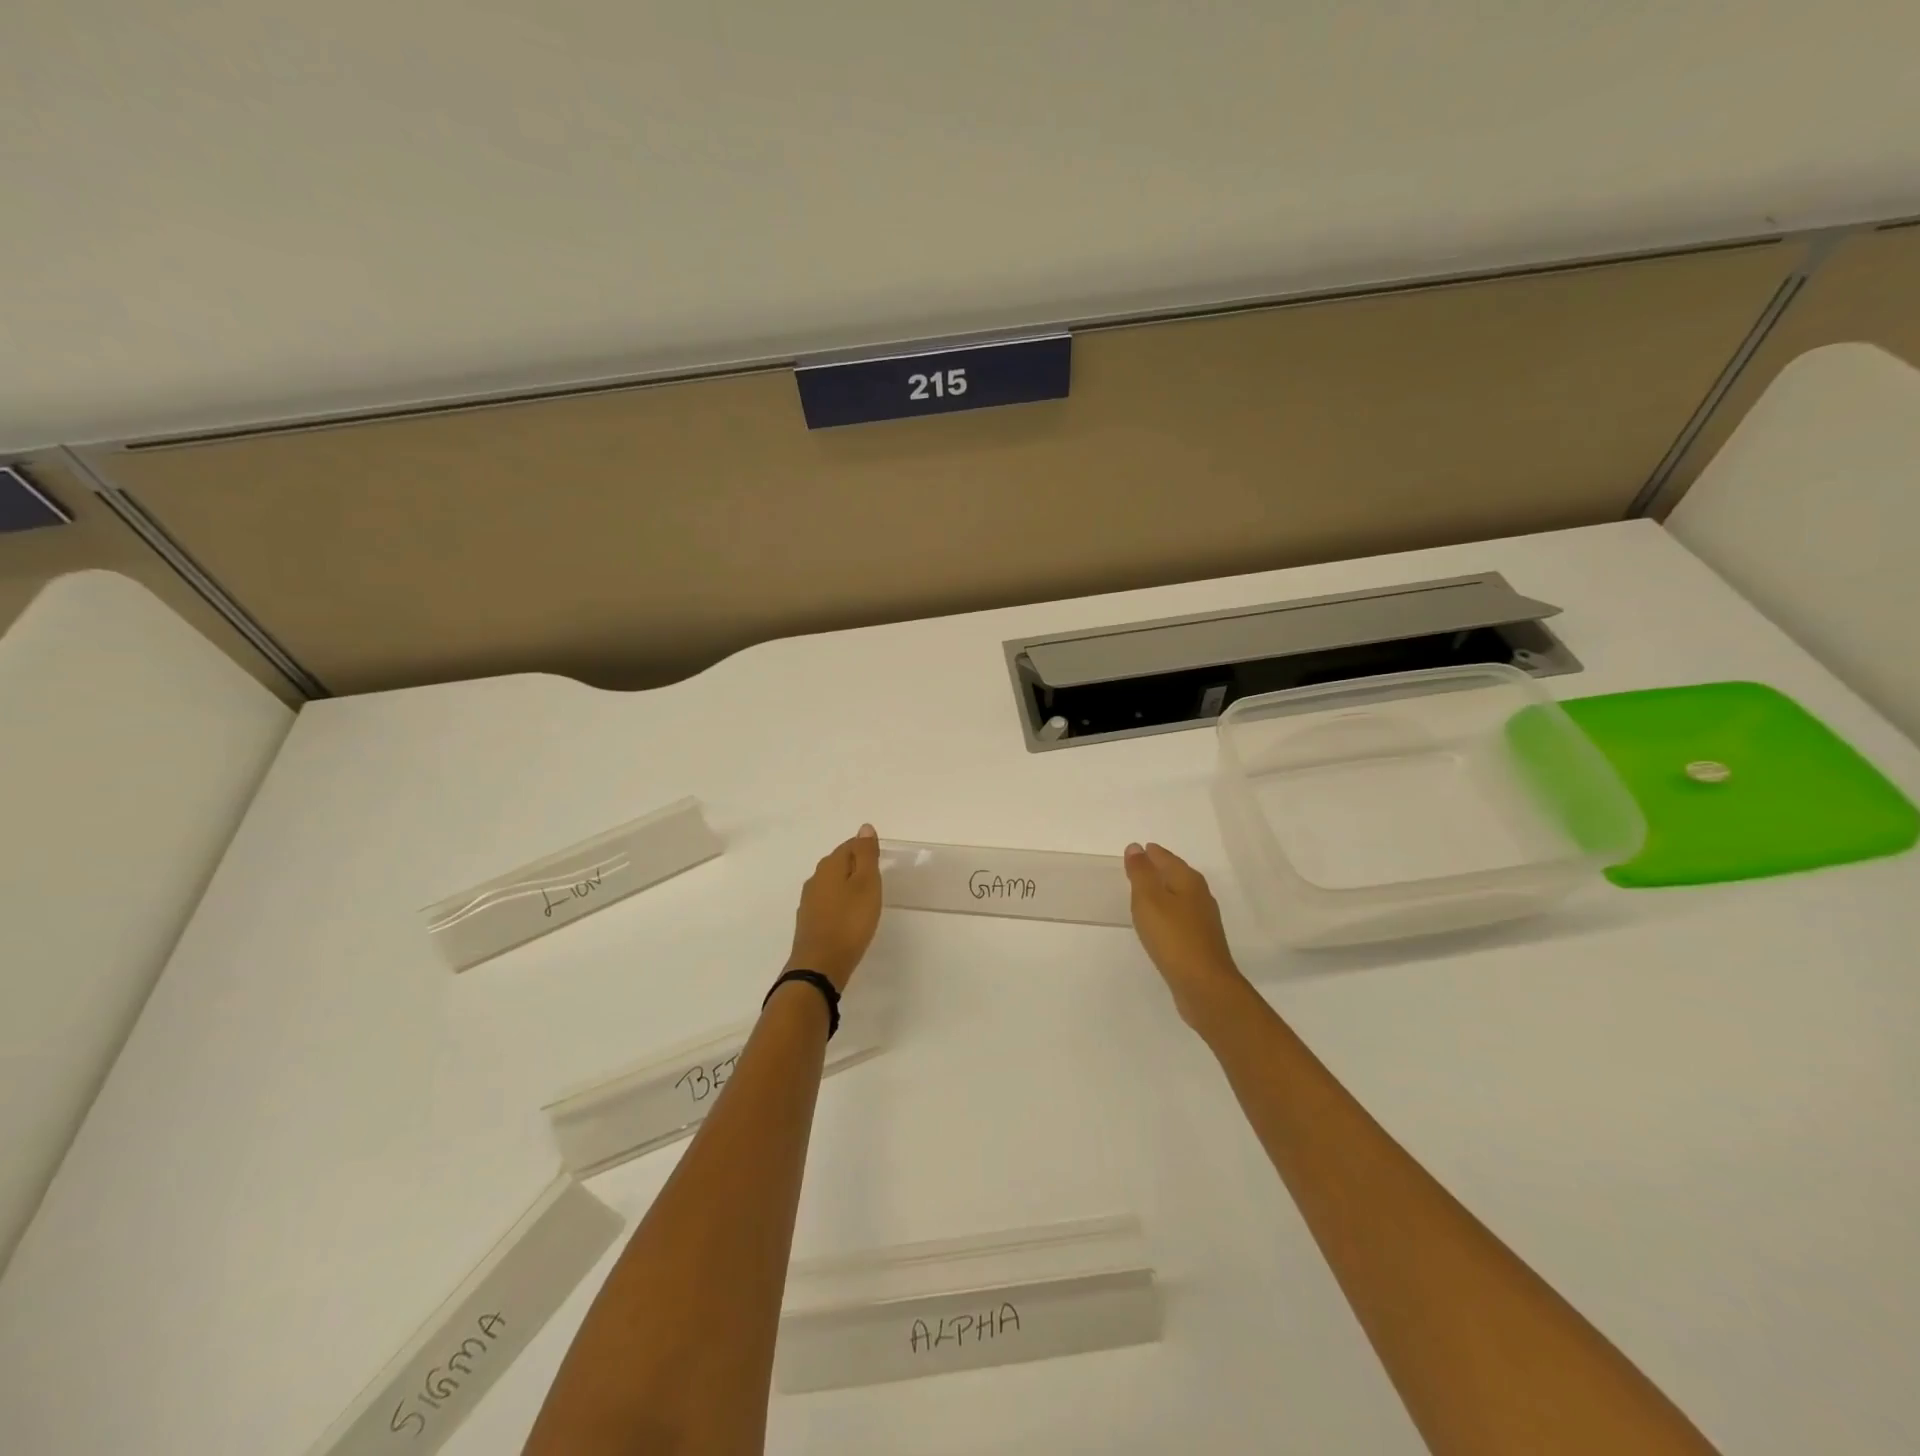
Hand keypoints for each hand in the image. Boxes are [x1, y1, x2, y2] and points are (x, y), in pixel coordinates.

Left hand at [786, 825, 882, 990]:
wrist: (820, 965)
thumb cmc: (850, 921)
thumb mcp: (866, 883)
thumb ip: (866, 855)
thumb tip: (864, 827)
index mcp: (830, 866)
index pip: (849, 845)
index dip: (866, 848)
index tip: (881, 859)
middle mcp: (815, 879)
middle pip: (838, 863)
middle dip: (856, 865)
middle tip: (876, 877)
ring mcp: (809, 901)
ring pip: (832, 883)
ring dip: (847, 885)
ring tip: (865, 897)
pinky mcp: (809, 921)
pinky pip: (828, 902)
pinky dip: (840, 903)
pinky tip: (848, 916)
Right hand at [1124, 842, 1248, 1028]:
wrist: (1204, 985)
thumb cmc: (1173, 937)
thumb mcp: (1149, 899)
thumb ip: (1141, 873)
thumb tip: (1136, 847)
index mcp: (1189, 881)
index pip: (1166, 858)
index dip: (1150, 853)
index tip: (1135, 851)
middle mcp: (1200, 896)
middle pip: (1176, 875)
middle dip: (1158, 869)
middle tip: (1137, 868)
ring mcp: (1203, 921)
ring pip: (1179, 897)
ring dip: (1162, 892)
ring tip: (1143, 893)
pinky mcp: (1200, 942)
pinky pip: (1180, 917)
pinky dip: (1167, 913)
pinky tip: (1158, 923)